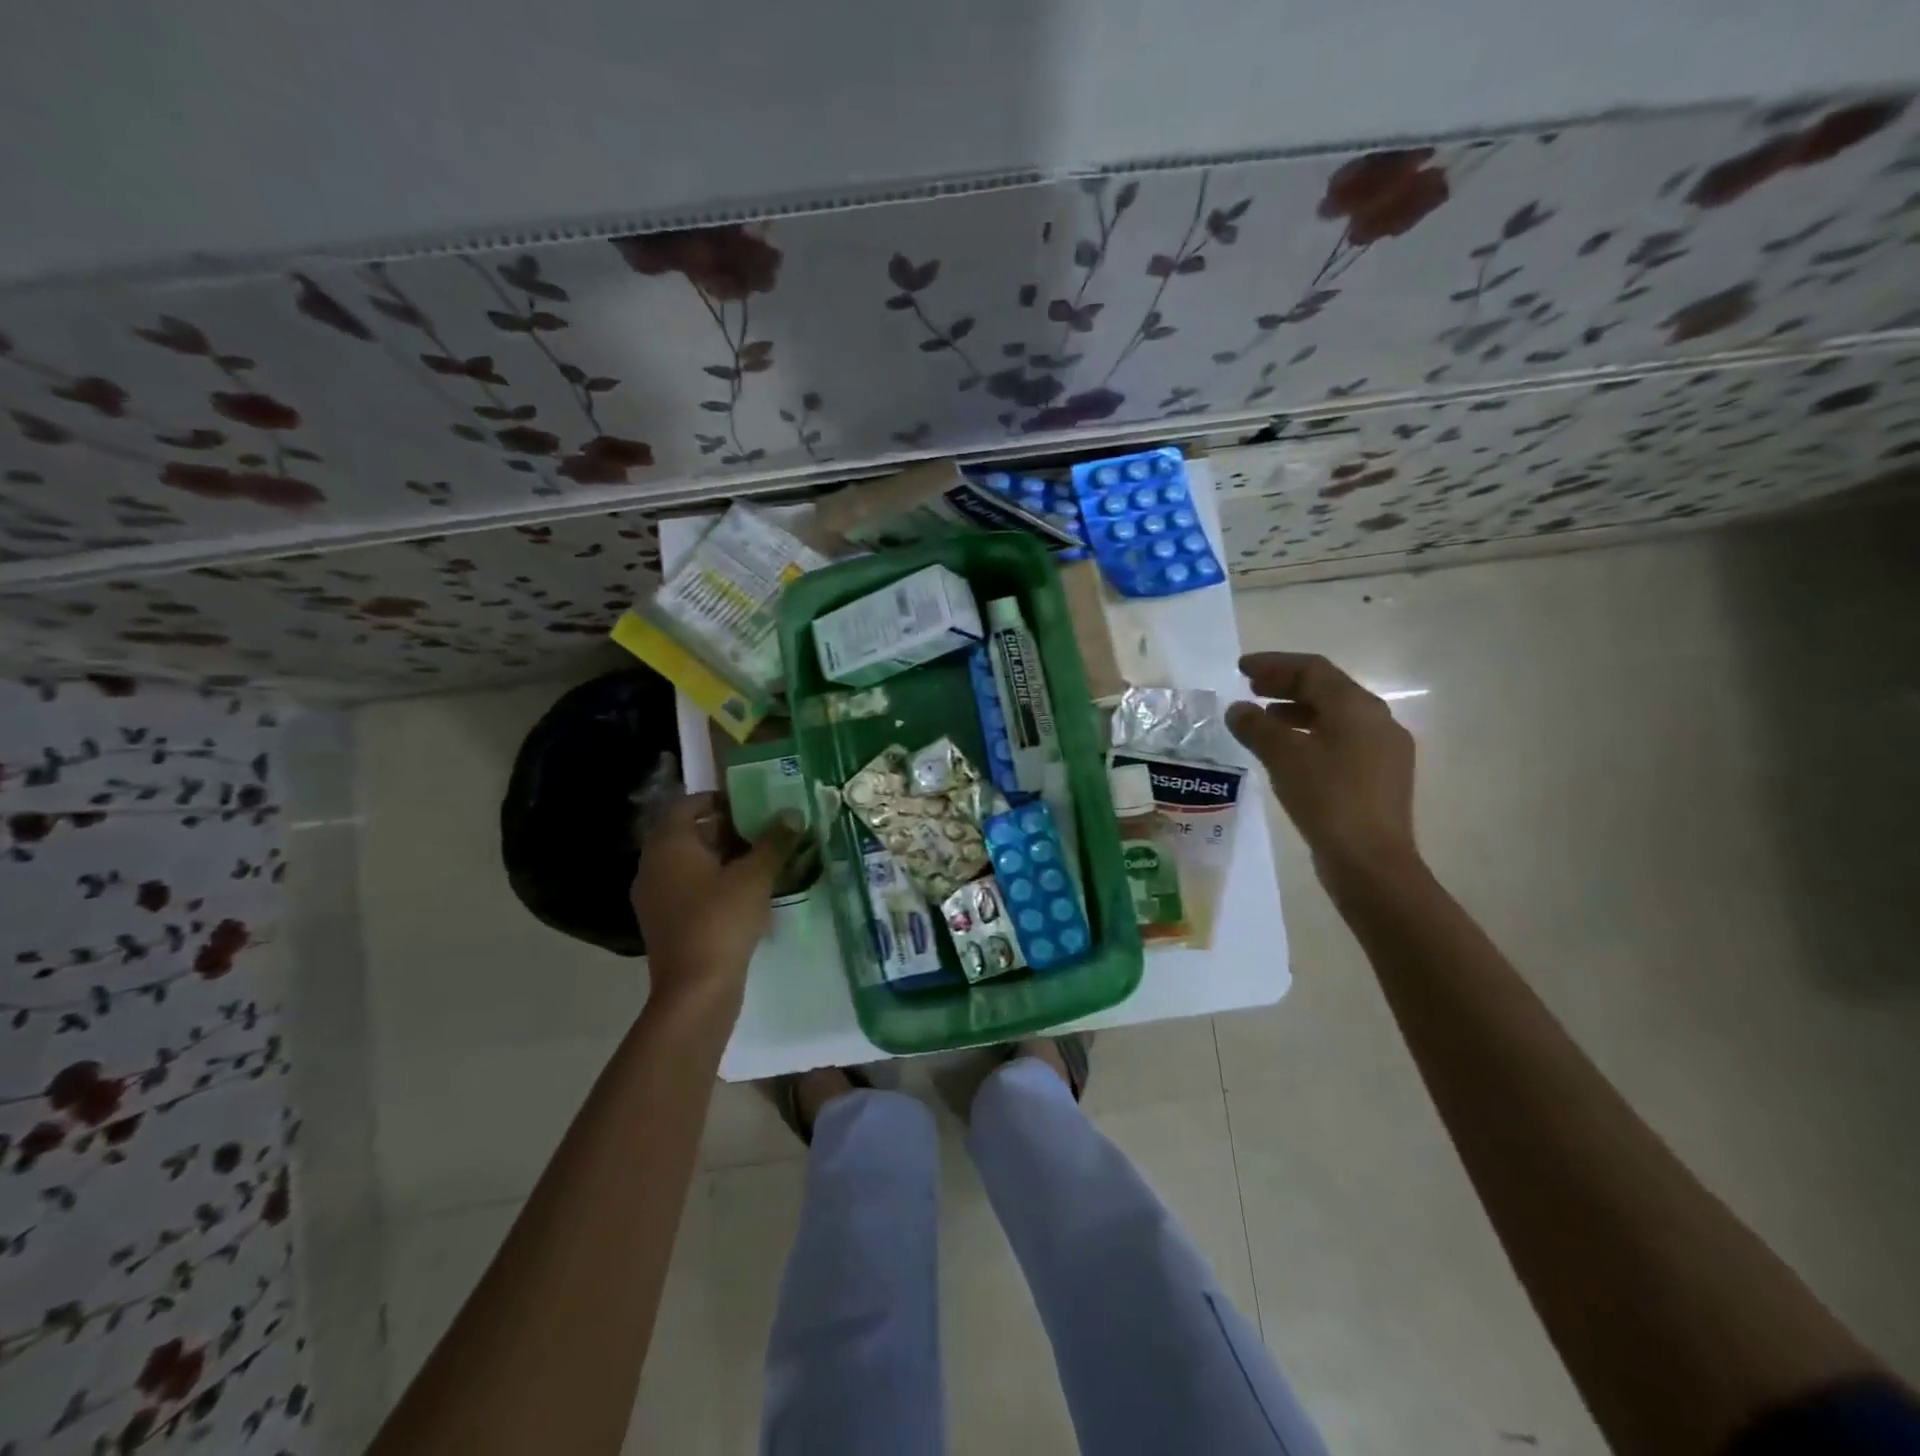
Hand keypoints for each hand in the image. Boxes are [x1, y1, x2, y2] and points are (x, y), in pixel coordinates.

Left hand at [630, 792, 804, 1012]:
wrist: (695, 990)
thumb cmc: (721, 920)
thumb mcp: (755, 876)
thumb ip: (774, 841)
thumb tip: (792, 813)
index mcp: (669, 845)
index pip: (687, 805)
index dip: (717, 799)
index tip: (749, 803)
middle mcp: (654, 866)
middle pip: (689, 835)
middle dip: (726, 830)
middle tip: (763, 830)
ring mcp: (656, 898)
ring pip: (691, 865)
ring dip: (723, 859)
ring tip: (762, 860)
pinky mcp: (665, 924)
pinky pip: (690, 890)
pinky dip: (715, 884)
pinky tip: (747, 895)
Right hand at [1226, 652, 1419, 877]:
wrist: (1370, 861)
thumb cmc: (1327, 798)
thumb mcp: (1283, 757)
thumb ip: (1256, 727)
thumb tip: (1238, 709)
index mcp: (1357, 707)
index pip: (1313, 670)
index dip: (1275, 664)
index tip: (1241, 669)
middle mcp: (1377, 721)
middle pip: (1327, 690)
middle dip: (1286, 685)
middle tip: (1251, 688)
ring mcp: (1383, 750)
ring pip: (1334, 717)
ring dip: (1296, 712)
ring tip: (1263, 720)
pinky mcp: (1379, 777)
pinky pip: (1340, 741)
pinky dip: (1310, 736)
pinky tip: (1288, 753)